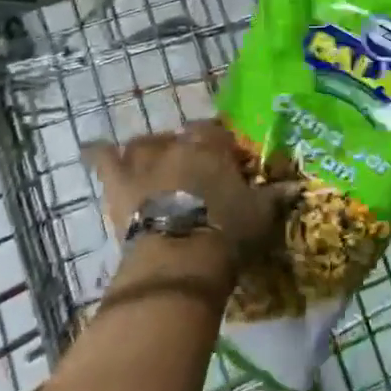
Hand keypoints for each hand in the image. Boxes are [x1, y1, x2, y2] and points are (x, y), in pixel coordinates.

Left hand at [83, 120, 293, 269]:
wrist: (180, 259)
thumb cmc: (226, 233)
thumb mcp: (261, 215)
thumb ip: (276, 197)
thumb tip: (296, 186)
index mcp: (213, 147)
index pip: (217, 131)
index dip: (220, 143)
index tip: (225, 157)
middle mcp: (178, 145)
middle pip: (180, 136)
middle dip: (184, 147)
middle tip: (190, 168)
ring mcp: (145, 161)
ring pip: (144, 143)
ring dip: (148, 150)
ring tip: (151, 161)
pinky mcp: (119, 183)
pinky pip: (103, 158)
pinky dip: (99, 152)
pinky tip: (95, 148)